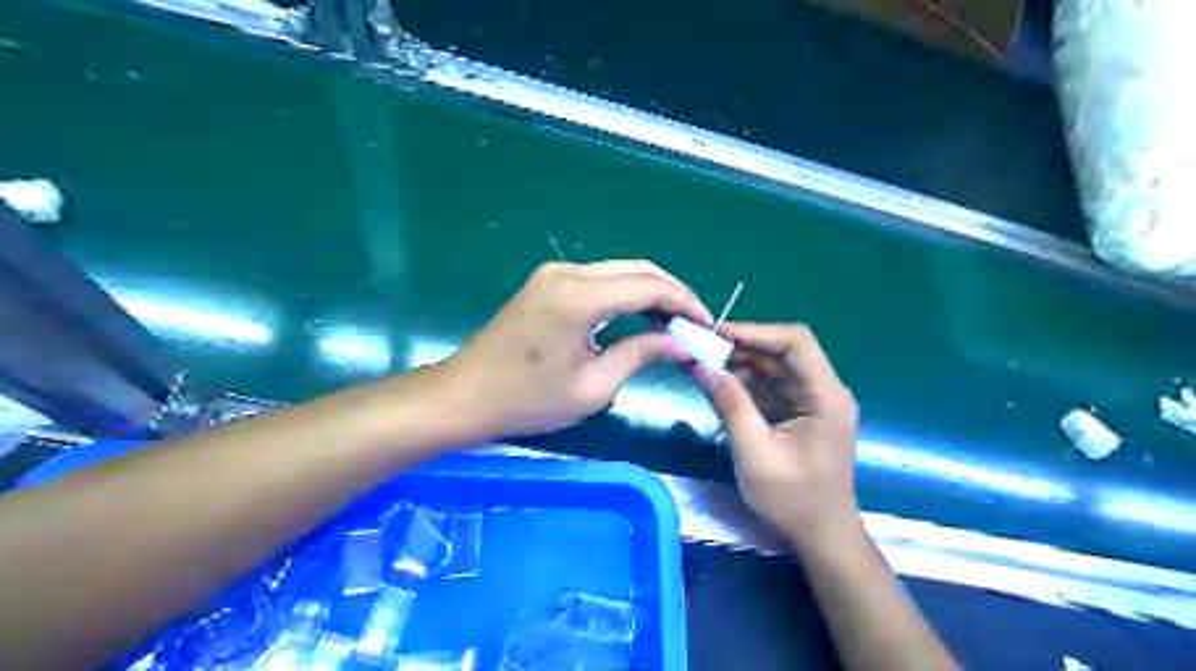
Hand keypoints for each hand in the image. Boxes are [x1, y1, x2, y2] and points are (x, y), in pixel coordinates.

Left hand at [438, 260, 707, 440]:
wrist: (464, 396)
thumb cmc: (527, 401)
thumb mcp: (592, 387)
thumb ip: (640, 355)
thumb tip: (680, 343)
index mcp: (578, 297)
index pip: (648, 287)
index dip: (684, 303)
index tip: (706, 325)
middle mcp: (568, 272)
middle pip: (637, 270)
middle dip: (672, 294)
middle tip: (695, 323)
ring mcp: (554, 274)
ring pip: (619, 271)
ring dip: (650, 292)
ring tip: (675, 322)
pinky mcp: (547, 282)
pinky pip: (599, 279)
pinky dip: (626, 294)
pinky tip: (640, 316)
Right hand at [692, 323, 859, 550]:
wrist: (821, 537)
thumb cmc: (793, 499)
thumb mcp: (755, 452)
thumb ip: (730, 405)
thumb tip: (700, 366)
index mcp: (826, 397)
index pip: (796, 342)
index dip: (756, 331)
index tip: (717, 335)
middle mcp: (824, 391)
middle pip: (784, 352)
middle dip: (743, 346)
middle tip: (702, 348)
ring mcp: (813, 402)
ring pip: (775, 367)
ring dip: (741, 363)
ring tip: (704, 363)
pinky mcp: (800, 413)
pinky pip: (772, 386)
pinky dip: (746, 383)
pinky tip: (719, 384)